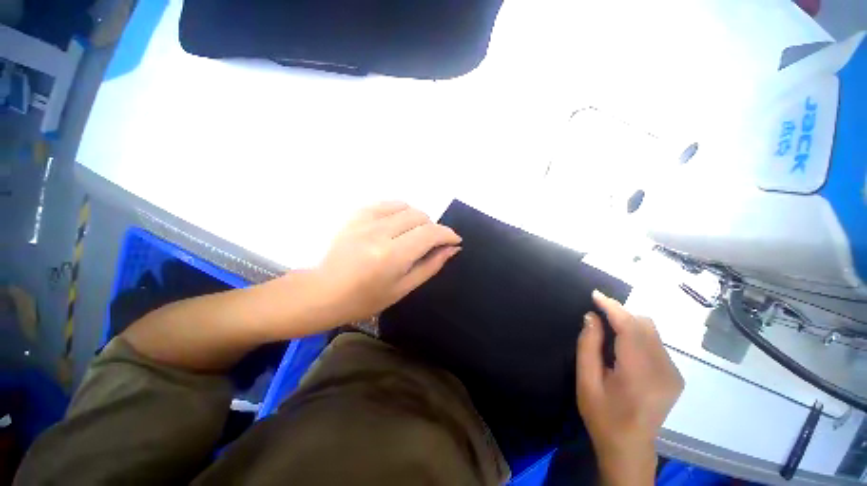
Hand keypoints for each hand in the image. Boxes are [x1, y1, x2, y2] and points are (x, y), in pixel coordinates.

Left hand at [309, 202, 461, 325]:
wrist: (323, 291)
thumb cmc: (365, 299)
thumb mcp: (403, 288)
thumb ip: (430, 265)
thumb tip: (452, 248)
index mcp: (392, 256)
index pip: (430, 233)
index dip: (448, 234)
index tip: (455, 240)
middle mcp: (380, 232)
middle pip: (420, 216)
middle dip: (433, 228)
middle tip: (430, 243)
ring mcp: (366, 220)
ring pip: (406, 207)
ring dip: (417, 219)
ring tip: (412, 234)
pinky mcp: (356, 215)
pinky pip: (387, 203)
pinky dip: (399, 211)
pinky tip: (397, 224)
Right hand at [576, 291, 683, 485]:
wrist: (630, 447)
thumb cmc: (603, 415)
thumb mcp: (586, 381)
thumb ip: (588, 346)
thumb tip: (591, 317)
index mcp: (640, 375)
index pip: (630, 329)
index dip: (613, 308)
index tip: (595, 295)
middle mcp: (664, 370)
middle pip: (645, 325)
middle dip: (620, 313)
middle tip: (597, 314)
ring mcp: (673, 373)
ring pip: (651, 331)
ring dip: (628, 323)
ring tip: (607, 329)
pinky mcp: (675, 376)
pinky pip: (655, 342)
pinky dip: (637, 335)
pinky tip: (622, 346)